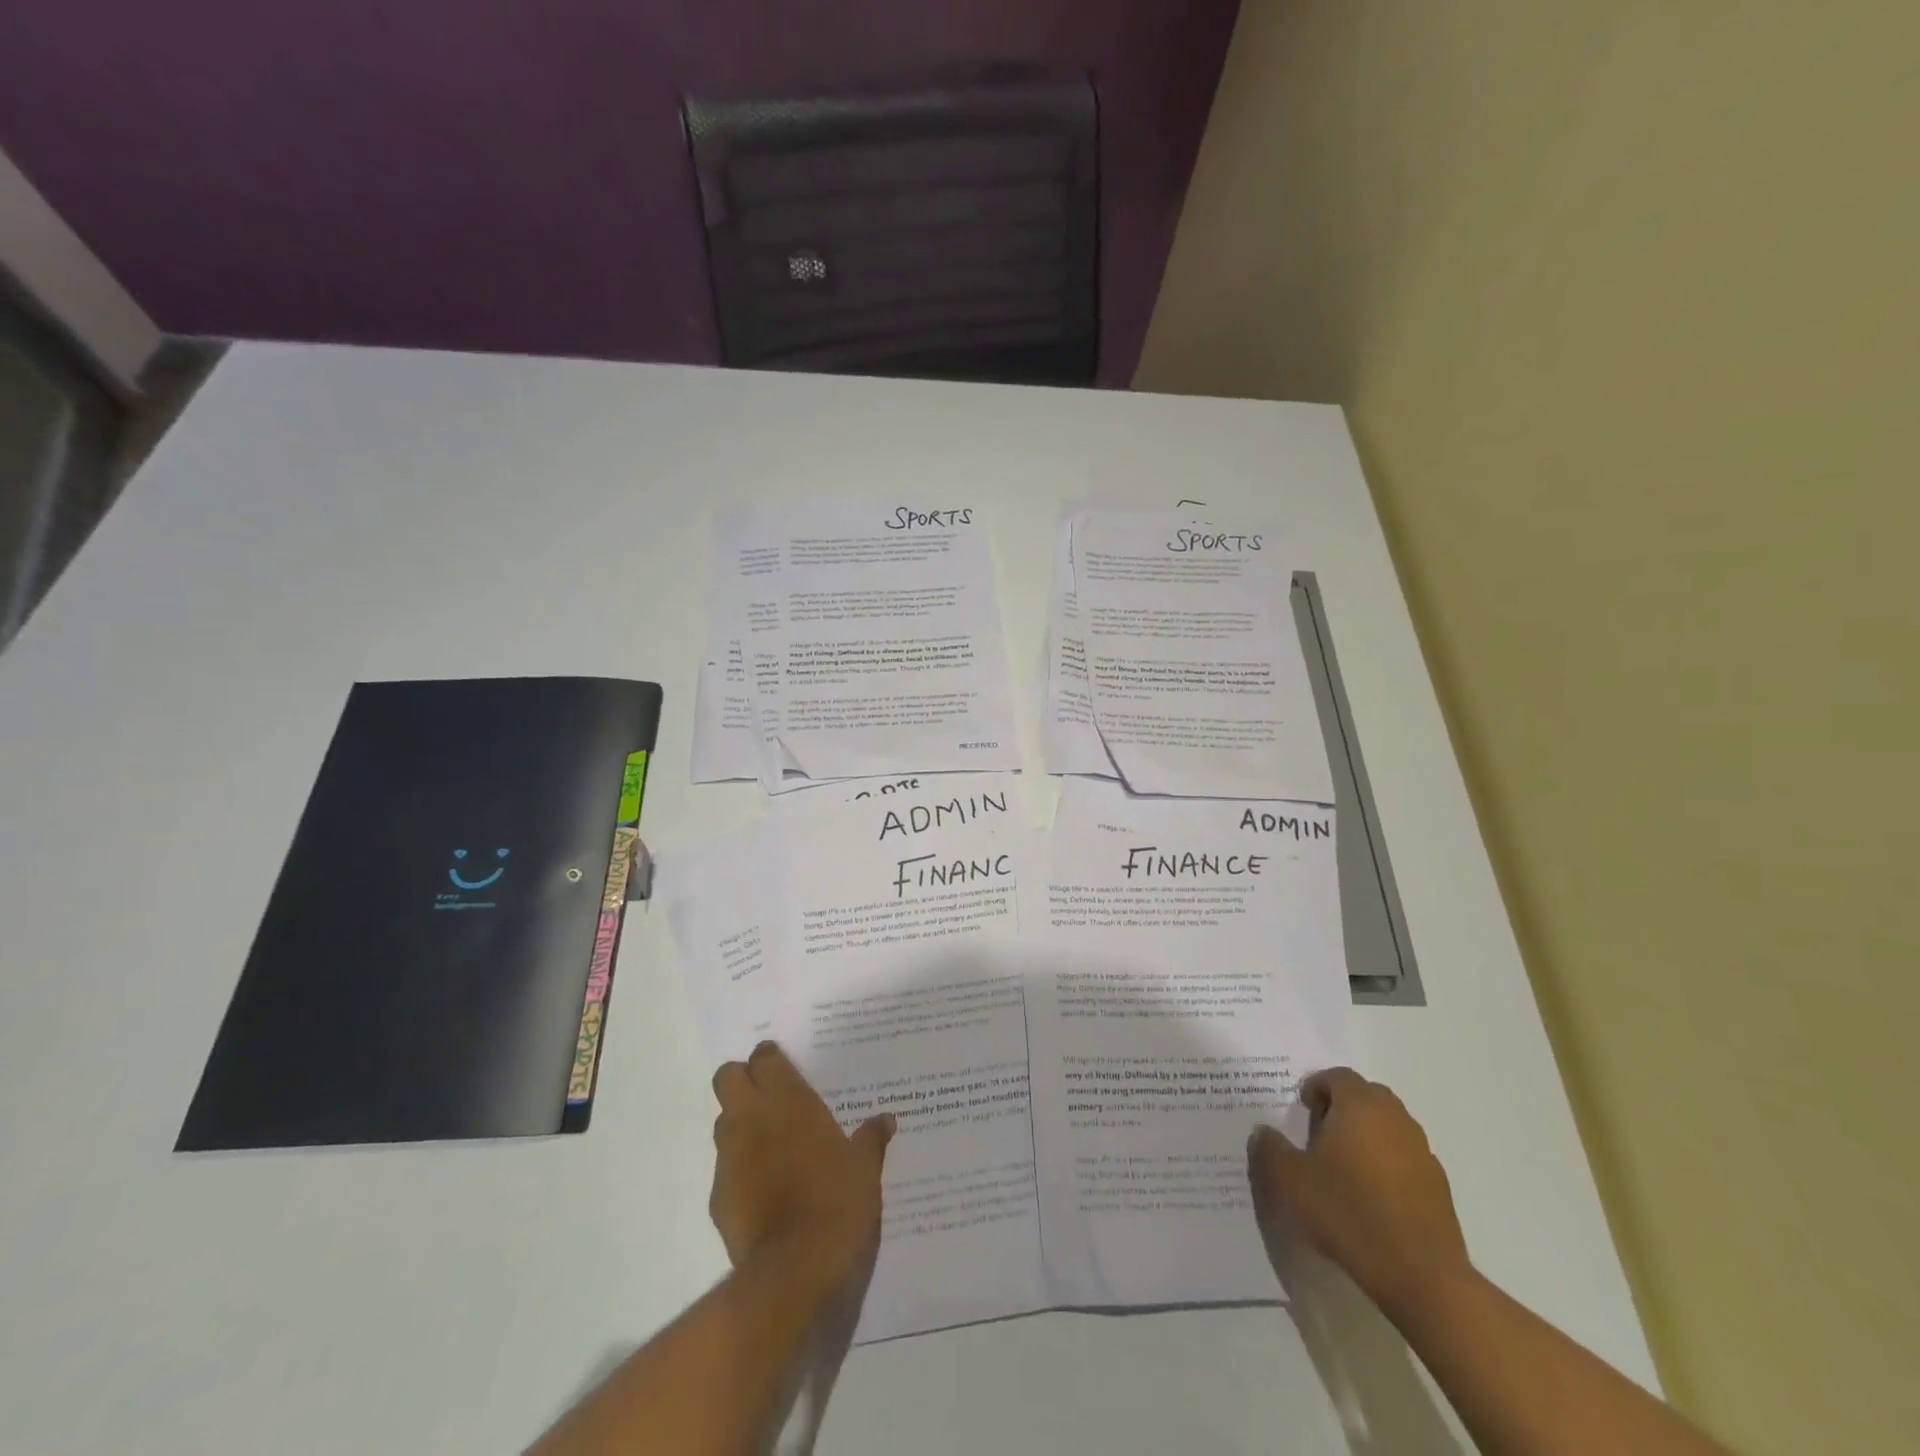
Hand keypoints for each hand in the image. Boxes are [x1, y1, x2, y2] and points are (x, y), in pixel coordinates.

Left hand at [710, 1042, 894, 1284]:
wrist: (797, 1269)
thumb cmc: (838, 1201)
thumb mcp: (865, 1166)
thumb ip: (871, 1138)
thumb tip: (886, 1119)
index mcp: (788, 1100)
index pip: (763, 1058)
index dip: (770, 1059)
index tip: (783, 1067)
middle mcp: (752, 1118)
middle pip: (727, 1077)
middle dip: (741, 1080)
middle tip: (767, 1095)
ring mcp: (730, 1157)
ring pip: (722, 1121)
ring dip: (740, 1123)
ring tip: (769, 1142)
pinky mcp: (718, 1197)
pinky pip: (725, 1169)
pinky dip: (740, 1169)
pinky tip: (764, 1188)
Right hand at [1249, 1067, 1471, 1317]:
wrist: (1421, 1277)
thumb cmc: (1349, 1213)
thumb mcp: (1290, 1180)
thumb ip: (1269, 1148)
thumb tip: (1263, 1131)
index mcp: (1360, 1106)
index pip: (1337, 1076)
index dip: (1315, 1087)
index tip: (1300, 1111)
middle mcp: (1395, 1118)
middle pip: (1366, 1096)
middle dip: (1341, 1107)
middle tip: (1319, 1135)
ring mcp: (1422, 1151)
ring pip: (1387, 1126)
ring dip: (1365, 1135)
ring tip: (1343, 1168)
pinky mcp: (1438, 1186)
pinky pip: (1404, 1157)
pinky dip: (1386, 1164)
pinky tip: (1371, 1197)